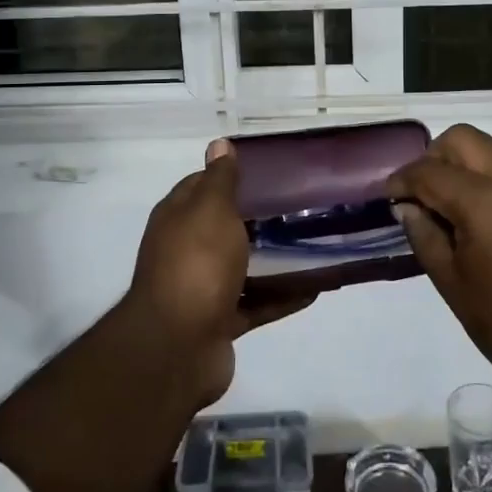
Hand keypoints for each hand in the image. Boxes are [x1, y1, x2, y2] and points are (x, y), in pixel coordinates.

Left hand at [127, 139, 311, 404]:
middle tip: (300, 207)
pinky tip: (314, 288)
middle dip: (258, 218)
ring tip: (313, 244)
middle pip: (224, 227)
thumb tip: (218, 144)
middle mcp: (185, 250)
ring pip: (242, 267)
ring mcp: (202, 288)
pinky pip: (256, 304)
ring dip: (272, 258)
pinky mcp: (220, 322)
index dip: (231, 176)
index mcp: (178, 218)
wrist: (178, 347)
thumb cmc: (196, 264)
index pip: (203, 186)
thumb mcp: (210, 209)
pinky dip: (281, 297)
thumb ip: (219, 180)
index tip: (269, 172)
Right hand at [387, 124, 491, 401]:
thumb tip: (407, 206)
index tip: (389, 195)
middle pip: (465, 139)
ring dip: (469, 169)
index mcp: (486, 203)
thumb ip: (424, 236)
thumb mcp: (453, 286)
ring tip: (460, 212)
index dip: (403, 180)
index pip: (431, 171)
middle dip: (436, 158)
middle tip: (425, 195)